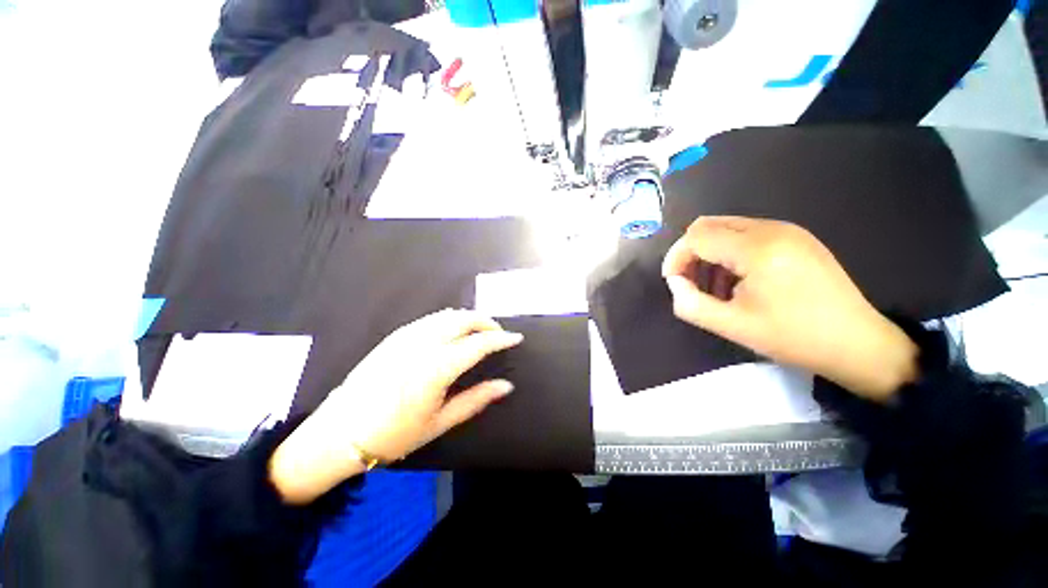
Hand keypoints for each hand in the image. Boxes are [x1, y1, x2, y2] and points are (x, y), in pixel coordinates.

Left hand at [270, 309, 521, 502]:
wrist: (340, 433)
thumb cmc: (394, 434)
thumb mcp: (440, 422)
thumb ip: (477, 399)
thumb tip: (506, 385)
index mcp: (437, 367)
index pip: (479, 343)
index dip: (501, 339)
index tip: (516, 338)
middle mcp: (423, 343)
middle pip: (464, 319)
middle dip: (487, 322)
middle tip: (499, 334)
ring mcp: (407, 336)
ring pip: (448, 315)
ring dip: (469, 318)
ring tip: (480, 331)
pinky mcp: (395, 335)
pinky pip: (431, 319)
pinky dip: (450, 319)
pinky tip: (453, 330)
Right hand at [662, 216, 917, 400]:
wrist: (857, 342)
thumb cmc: (793, 337)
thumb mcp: (732, 326)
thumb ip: (690, 304)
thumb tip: (675, 282)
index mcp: (758, 249)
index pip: (696, 237)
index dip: (676, 258)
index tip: (674, 283)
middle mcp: (772, 228)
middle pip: (709, 225)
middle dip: (690, 252)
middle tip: (689, 281)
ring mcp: (787, 230)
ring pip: (726, 228)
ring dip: (709, 253)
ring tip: (714, 287)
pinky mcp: (795, 237)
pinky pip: (746, 234)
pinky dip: (729, 253)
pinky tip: (737, 280)